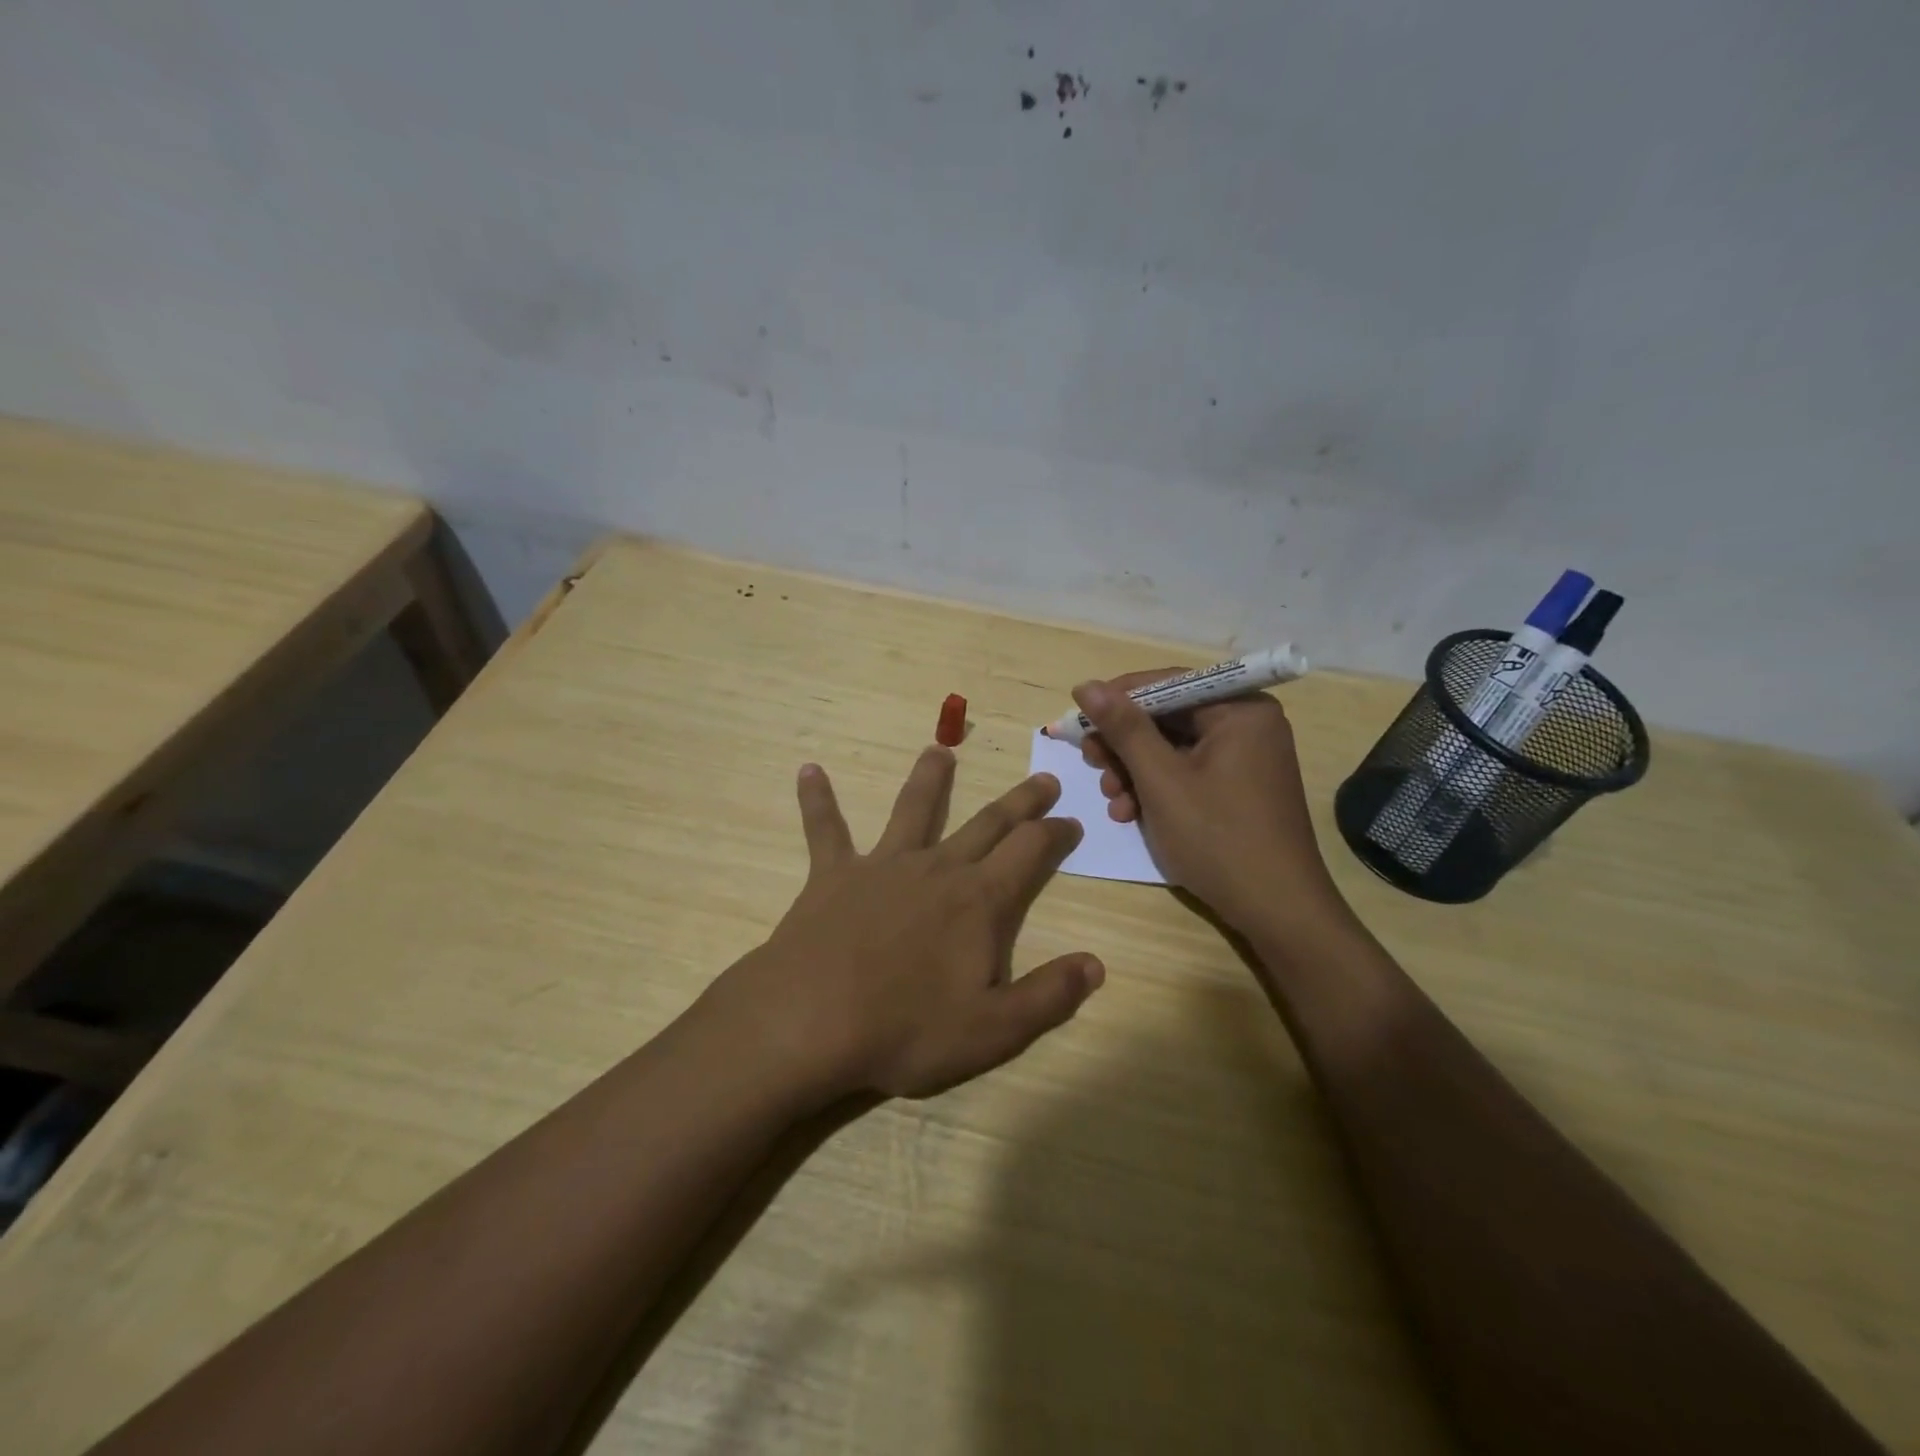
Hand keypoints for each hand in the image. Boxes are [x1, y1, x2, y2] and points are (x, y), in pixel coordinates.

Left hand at [708, 747, 1104, 1103]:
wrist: (811, 1022)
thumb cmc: (906, 1030)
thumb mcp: (994, 1030)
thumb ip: (1050, 995)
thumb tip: (1096, 965)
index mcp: (979, 900)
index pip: (1031, 851)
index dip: (1056, 833)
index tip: (1072, 821)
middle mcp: (936, 868)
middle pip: (987, 822)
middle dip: (1020, 800)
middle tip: (1043, 777)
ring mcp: (882, 865)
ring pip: (913, 809)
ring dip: (929, 778)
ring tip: (940, 749)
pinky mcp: (833, 875)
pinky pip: (825, 829)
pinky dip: (817, 799)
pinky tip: (808, 771)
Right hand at [1072, 671, 1346, 935]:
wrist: (1277, 910)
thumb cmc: (1217, 837)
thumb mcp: (1161, 780)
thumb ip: (1123, 728)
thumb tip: (1085, 686)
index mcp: (1240, 709)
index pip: (1167, 684)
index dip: (1117, 699)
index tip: (1078, 720)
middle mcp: (1247, 724)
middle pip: (1168, 717)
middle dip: (1125, 744)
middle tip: (1092, 763)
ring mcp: (1246, 757)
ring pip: (1173, 748)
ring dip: (1135, 771)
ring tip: (1113, 801)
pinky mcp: (1239, 787)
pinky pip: (1188, 772)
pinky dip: (1157, 788)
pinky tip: (1131, 813)